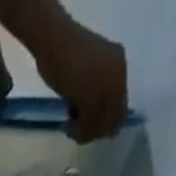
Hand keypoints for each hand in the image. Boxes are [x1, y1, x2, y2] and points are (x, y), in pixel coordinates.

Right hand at [30, 14, 126, 141]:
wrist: (55, 42)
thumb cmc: (65, 56)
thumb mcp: (89, 73)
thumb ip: (97, 91)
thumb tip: (93, 119)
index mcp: (119, 67)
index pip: (120, 107)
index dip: (104, 122)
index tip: (87, 127)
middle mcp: (118, 77)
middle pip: (114, 119)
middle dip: (96, 130)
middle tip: (78, 132)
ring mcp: (107, 87)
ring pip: (102, 125)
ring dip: (86, 133)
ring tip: (70, 129)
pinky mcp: (94, 98)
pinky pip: (91, 124)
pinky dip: (79, 132)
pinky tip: (67, 126)